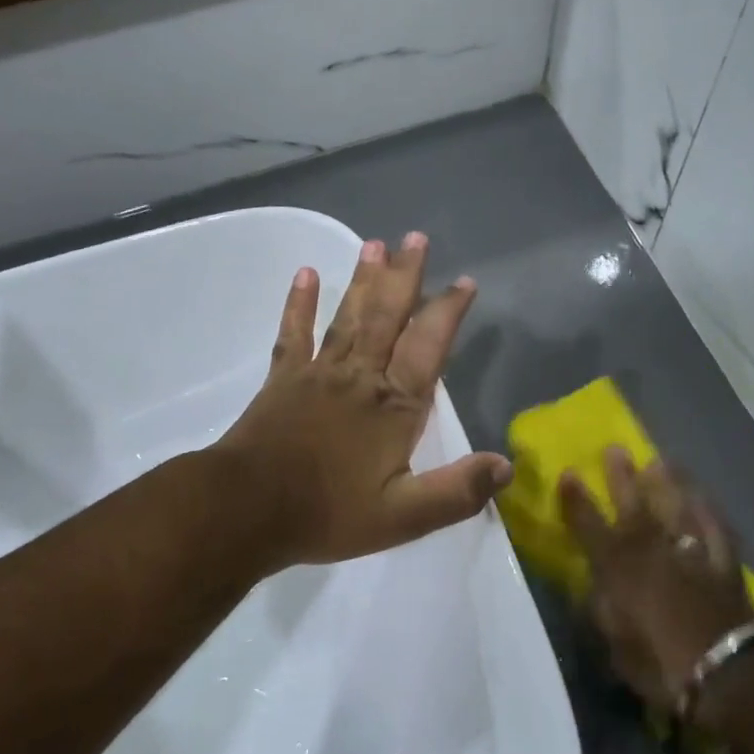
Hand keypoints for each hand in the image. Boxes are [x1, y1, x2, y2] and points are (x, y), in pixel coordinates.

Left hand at [215, 232, 513, 573]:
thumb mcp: (404, 516)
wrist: (246, 511)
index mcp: (394, 406)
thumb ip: (457, 491)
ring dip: (363, 281)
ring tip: (375, 245)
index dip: (448, 311)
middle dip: (405, 276)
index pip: (428, 346)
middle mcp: (360, 377)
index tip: (464, 282)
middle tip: (416, 238)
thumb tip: (506, 467)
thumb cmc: (328, 513)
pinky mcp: (283, 380)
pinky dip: (299, 304)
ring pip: (348, 317)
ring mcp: (318, 373)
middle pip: (388, 316)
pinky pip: (294, 334)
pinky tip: (304, 275)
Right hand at [559, 452, 753, 715]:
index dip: (576, 500)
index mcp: (619, 568)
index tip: (568, 473)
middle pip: (634, 506)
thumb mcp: (615, 645)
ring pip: (677, 508)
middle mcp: (653, 550)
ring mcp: (691, 552)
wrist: (726, 671)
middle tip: (615, 448)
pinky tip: (704, 498)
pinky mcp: (725, 563)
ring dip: (668, 483)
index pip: (590, 526)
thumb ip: (603, 609)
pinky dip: (709, 512)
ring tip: (660, 461)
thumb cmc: (660, 664)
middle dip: (622, 477)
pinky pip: (716, 529)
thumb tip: (597, 587)